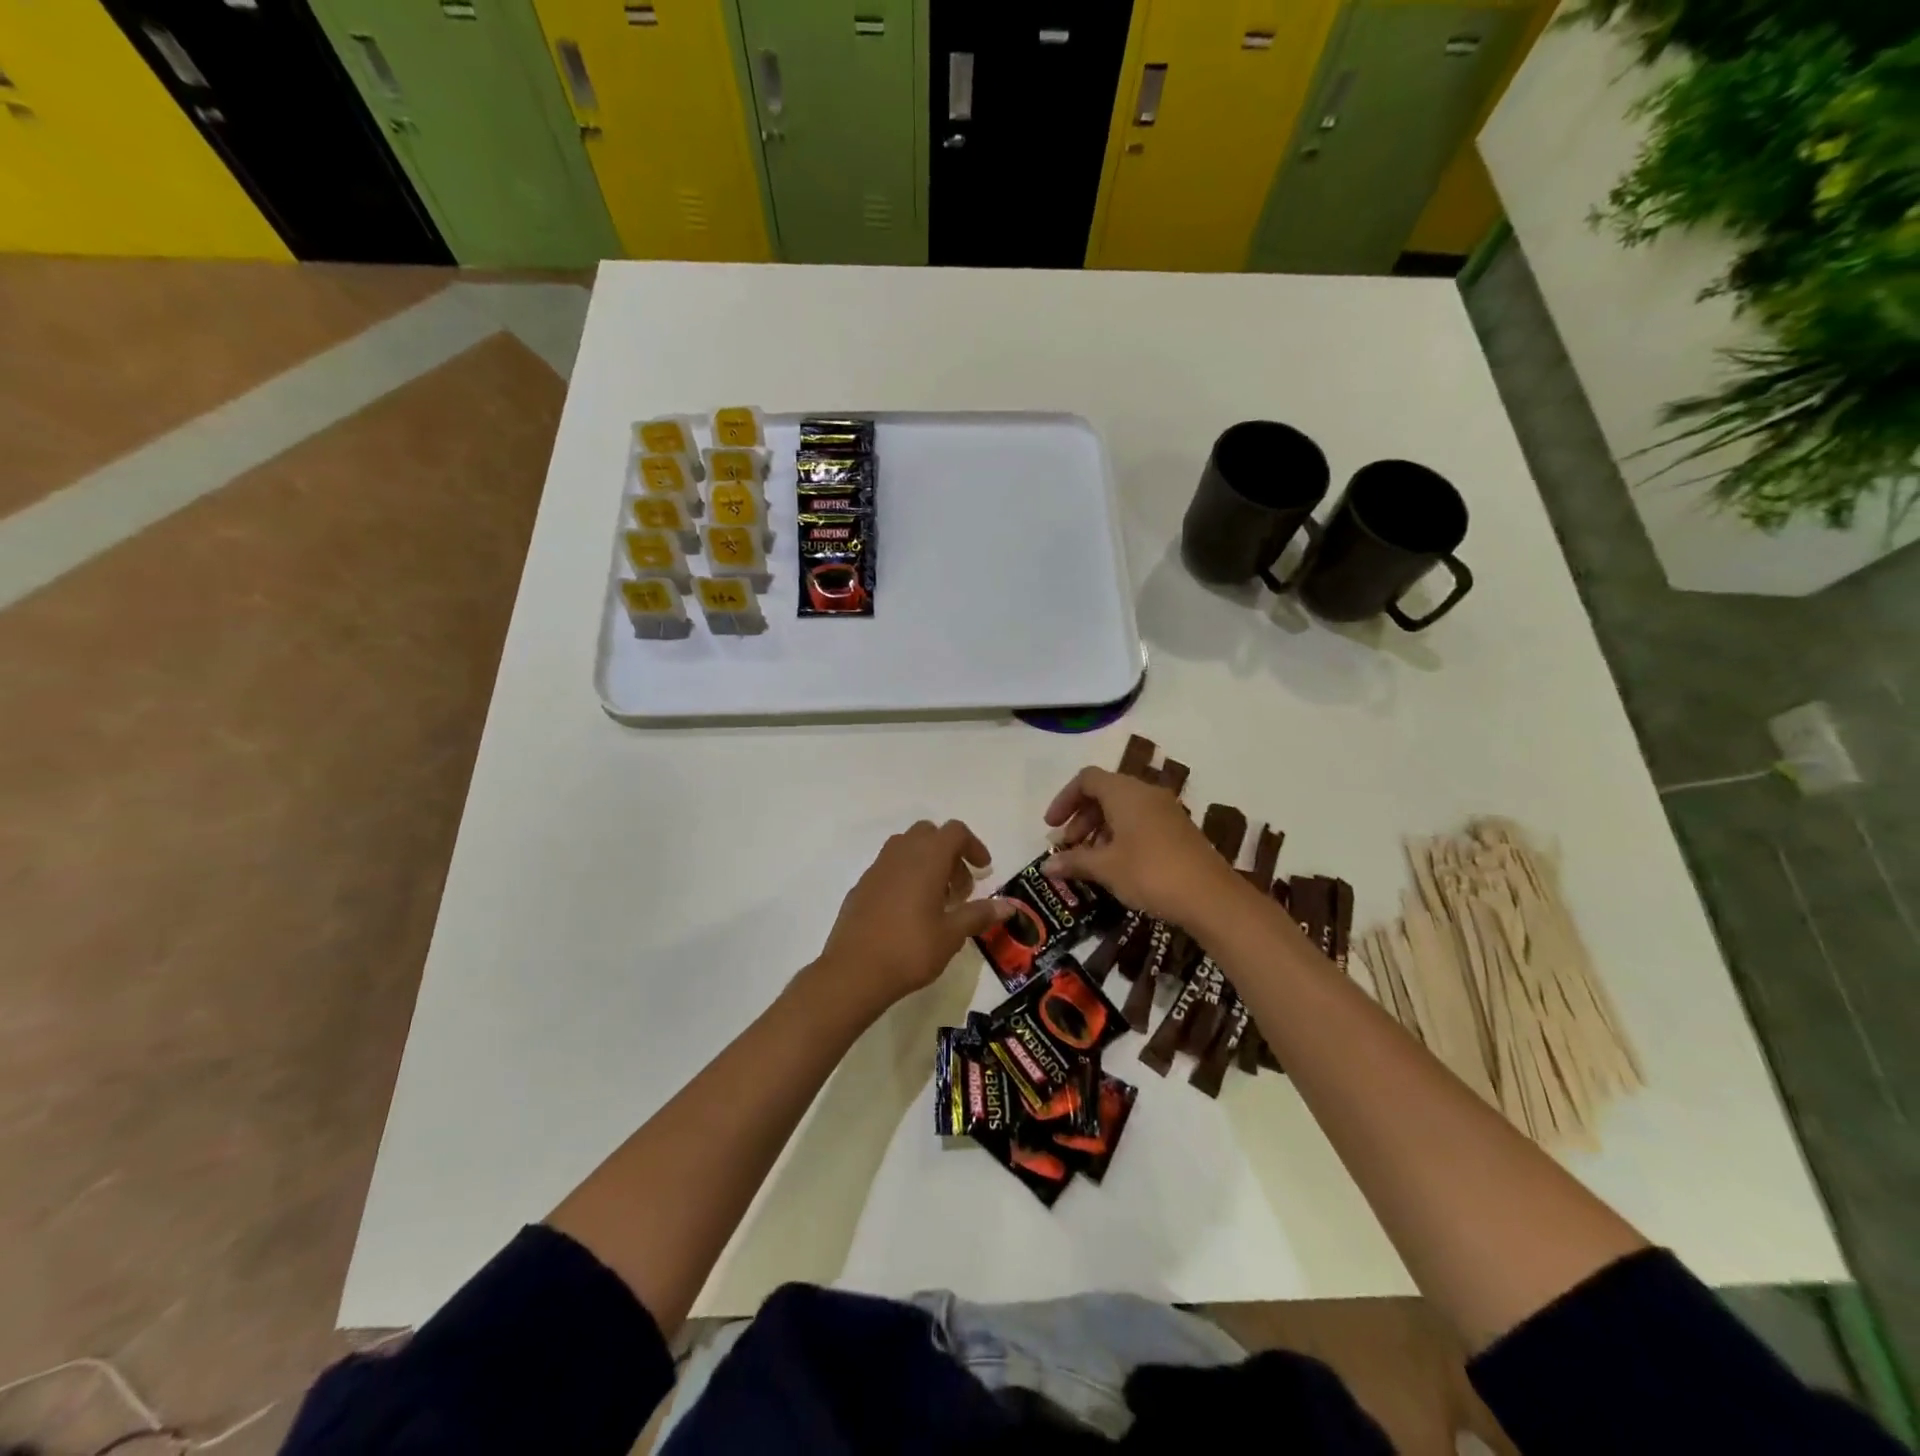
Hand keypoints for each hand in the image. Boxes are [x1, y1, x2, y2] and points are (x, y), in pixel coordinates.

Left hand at [817, 820, 1011, 1013]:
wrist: (854, 972)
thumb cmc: (910, 949)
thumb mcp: (952, 934)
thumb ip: (979, 914)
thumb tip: (1009, 906)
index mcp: (926, 859)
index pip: (954, 832)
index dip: (973, 845)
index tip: (983, 871)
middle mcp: (900, 854)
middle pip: (929, 834)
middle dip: (949, 853)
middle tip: (959, 889)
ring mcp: (877, 868)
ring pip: (906, 847)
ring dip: (926, 863)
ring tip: (936, 900)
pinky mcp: (861, 886)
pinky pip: (889, 868)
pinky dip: (905, 877)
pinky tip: (909, 913)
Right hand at [1042, 767, 1244, 926]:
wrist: (1211, 897)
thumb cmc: (1150, 873)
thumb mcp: (1106, 868)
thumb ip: (1074, 861)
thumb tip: (1046, 866)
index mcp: (1125, 792)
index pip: (1087, 779)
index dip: (1064, 799)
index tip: (1051, 827)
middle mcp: (1146, 793)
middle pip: (1104, 792)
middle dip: (1081, 818)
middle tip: (1068, 847)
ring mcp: (1165, 810)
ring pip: (1123, 808)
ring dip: (1100, 829)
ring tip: (1089, 860)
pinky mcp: (1178, 829)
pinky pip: (1140, 821)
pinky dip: (1121, 835)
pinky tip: (1116, 865)